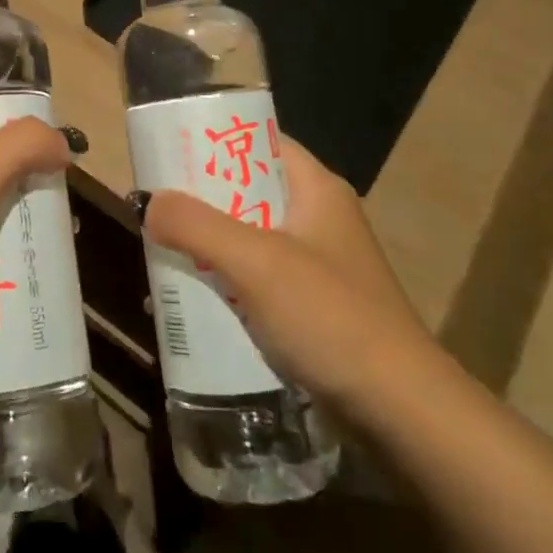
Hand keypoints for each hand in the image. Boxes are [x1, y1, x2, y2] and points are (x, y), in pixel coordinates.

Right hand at [142, 137, 437, 407]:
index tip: (168, 151)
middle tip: (155, 207)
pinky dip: (226, 283)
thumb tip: (149, 203)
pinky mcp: (314, 307)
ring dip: (208, 245)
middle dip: (201, 200)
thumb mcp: (256, 262)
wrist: (402, 410)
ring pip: (249, 238)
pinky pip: (258, 280)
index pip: (260, 142)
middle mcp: (319, 218)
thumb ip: (198, 226)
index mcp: (316, 189)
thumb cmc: (330, 316)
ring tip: (161, 252)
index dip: (214, 142)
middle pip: (248, 191)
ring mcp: (319, 265)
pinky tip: (193, 301)